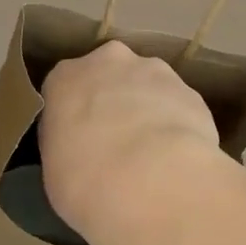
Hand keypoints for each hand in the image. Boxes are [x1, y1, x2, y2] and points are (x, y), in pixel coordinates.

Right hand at [39, 40, 225, 244]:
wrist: (153, 183)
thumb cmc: (86, 181)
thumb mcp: (54, 169)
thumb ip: (65, 145)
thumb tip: (78, 148)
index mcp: (66, 77)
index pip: (65, 88)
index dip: (73, 115)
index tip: (78, 140)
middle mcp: (110, 62)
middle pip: (109, 75)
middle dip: (113, 101)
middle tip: (115, 143)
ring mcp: (156, 72)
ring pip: (148, 87)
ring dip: (147, 110)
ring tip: (152, 154)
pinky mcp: (191, 92)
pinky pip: (178, 107)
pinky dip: (177, 126)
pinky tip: (176, 158)